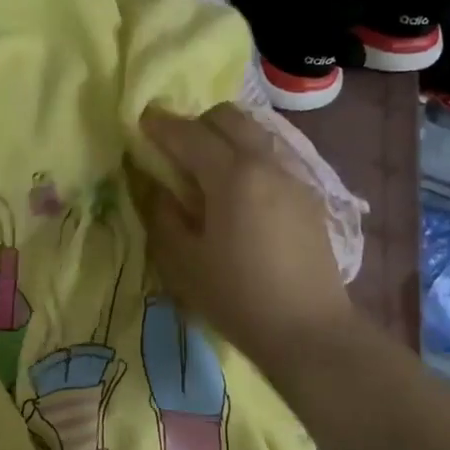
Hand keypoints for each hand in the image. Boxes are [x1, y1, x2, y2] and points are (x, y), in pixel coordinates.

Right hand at [137, 104, 355, 372]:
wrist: (309, 331)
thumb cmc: (237, 297)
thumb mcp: (181, 260)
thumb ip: (160, 213)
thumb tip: (150, 181)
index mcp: (232, 175)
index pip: (189, 133)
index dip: (160, 125)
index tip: (140, 123)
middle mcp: (266, 163)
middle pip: (228, 117)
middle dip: (196, 123)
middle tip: (175, 150)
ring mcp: (294, 177)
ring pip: (255, 133)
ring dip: (225, 138)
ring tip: (206, 171)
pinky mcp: (309, 197)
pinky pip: (272, 157)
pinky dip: (247, 158)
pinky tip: (238, 195)